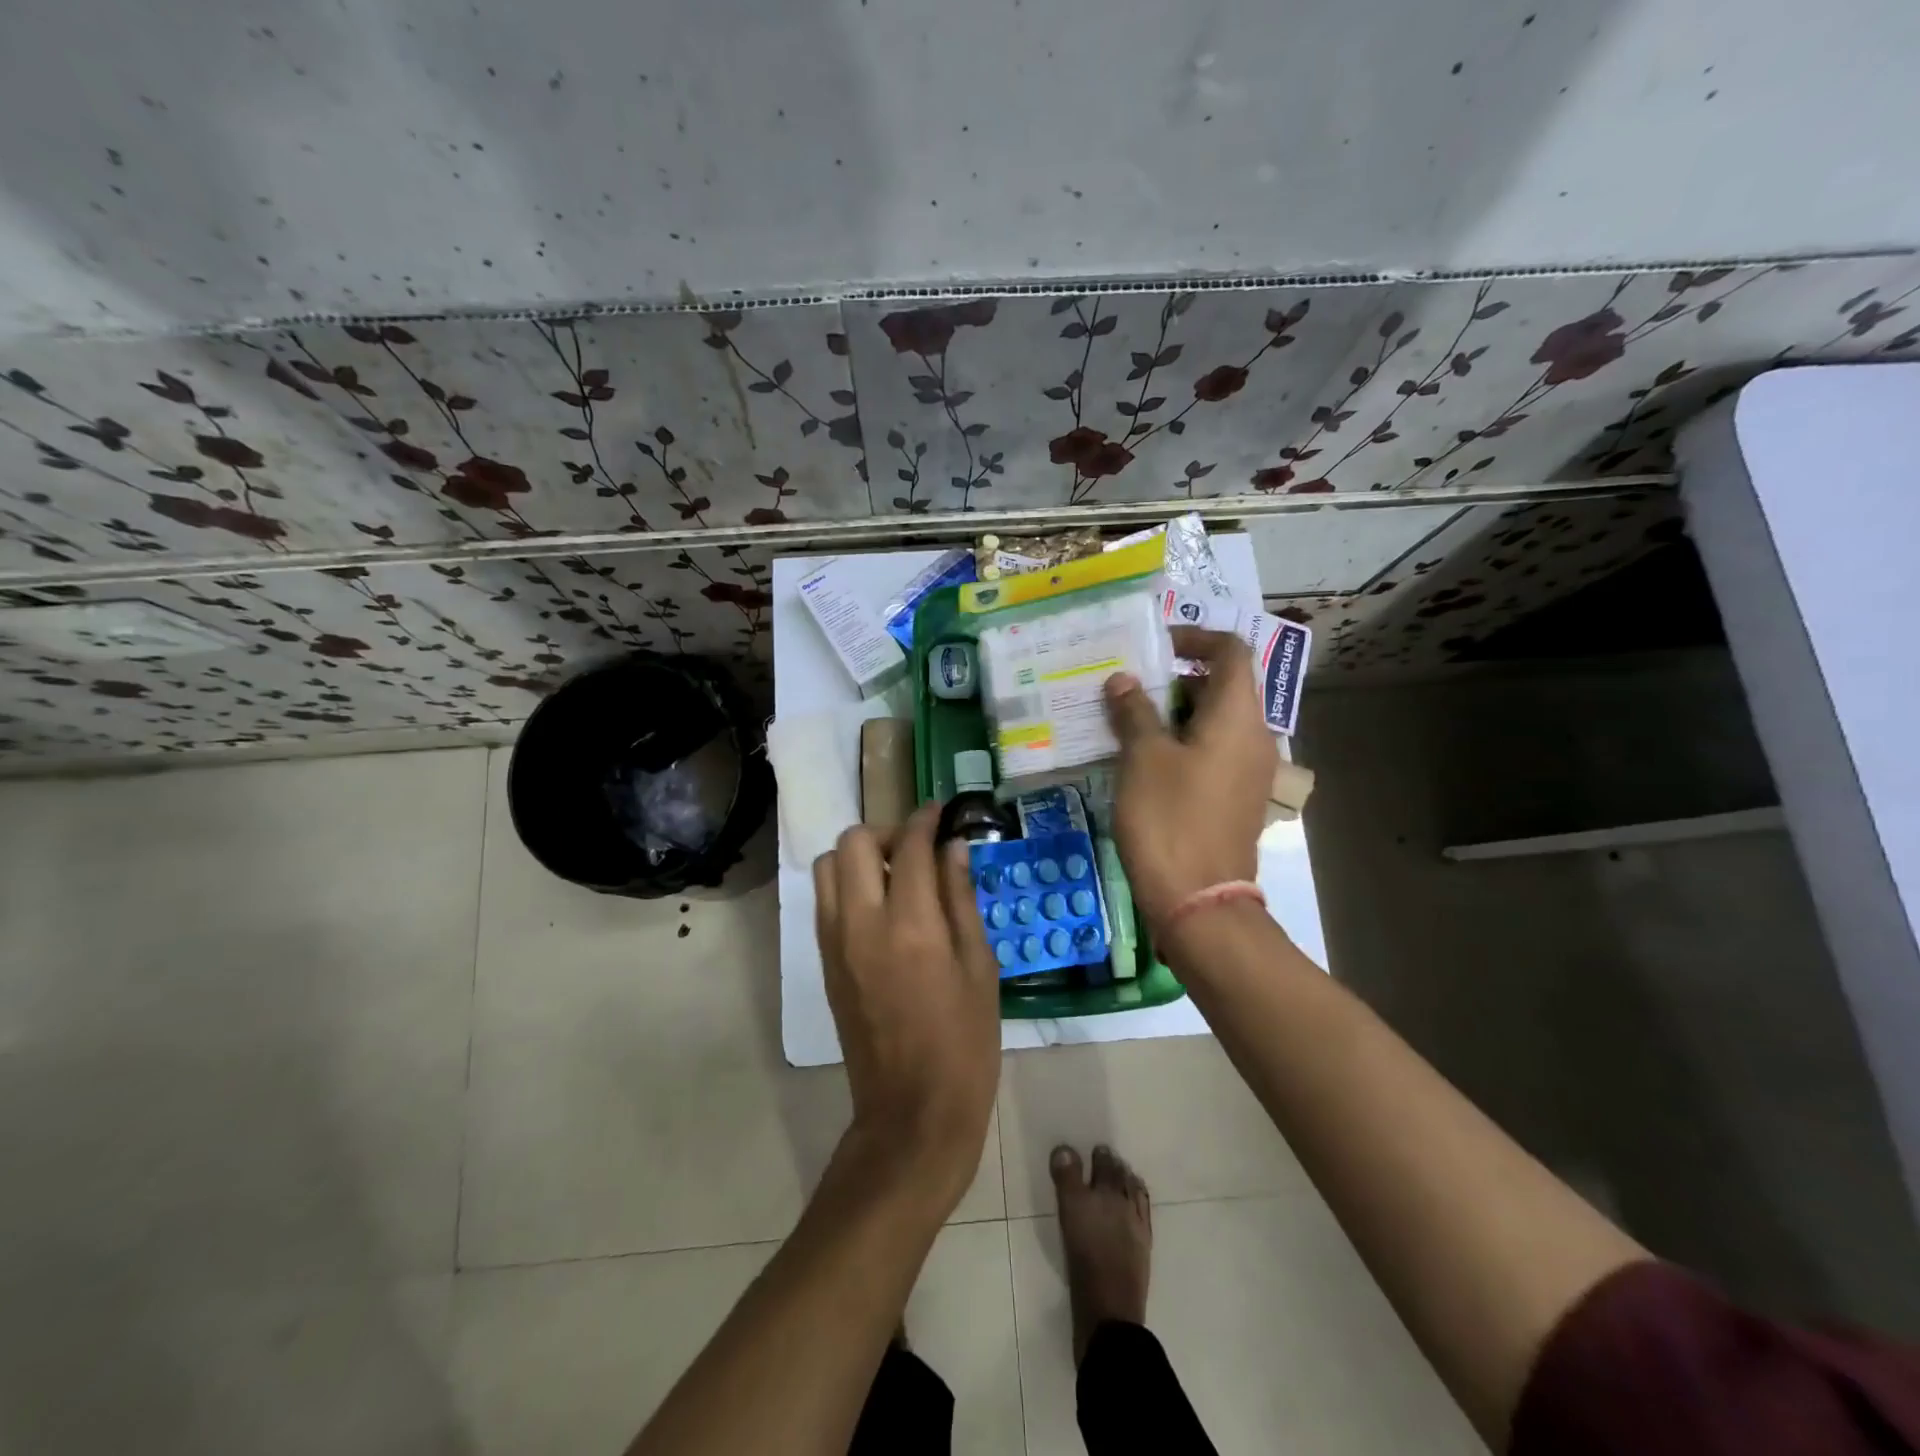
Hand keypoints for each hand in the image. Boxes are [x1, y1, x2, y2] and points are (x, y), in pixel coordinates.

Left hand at [813, 802, 1000, 1208]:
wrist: (911, 1111)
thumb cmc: (965, 1042)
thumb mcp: (980, 967)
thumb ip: (961, 899)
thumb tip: (953, 848)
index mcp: (911, 925)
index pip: (910, 846)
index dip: (926, 820)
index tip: (940, 812)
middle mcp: (862, 923)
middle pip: (854, 842)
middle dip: (887, 832)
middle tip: (917, 850)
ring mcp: (835, 942)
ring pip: (829, 866)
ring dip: (859, 856)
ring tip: (894, 877)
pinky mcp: (824, 961)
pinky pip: (825, 900)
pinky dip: (847, 885)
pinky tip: (879, 906)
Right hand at [1103, 626, 1277, 934]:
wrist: (1198, 898)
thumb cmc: (1169, 817)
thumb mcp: (1143, 757)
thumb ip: (1133, 711)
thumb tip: (1122, 681)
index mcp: (1236, 716)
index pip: (1231, 651)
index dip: (1195, 637)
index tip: (1155, 645)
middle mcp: (1253, 736)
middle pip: (1222, 686)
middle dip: (1175, 678)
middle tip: (1129, 685)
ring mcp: (1247, 770)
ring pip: (1214, 722)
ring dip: (1174, 712)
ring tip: (1128, 720)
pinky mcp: (1235, 797)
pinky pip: (1212, 751)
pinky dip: (1182, 742)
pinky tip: (1143, 759)